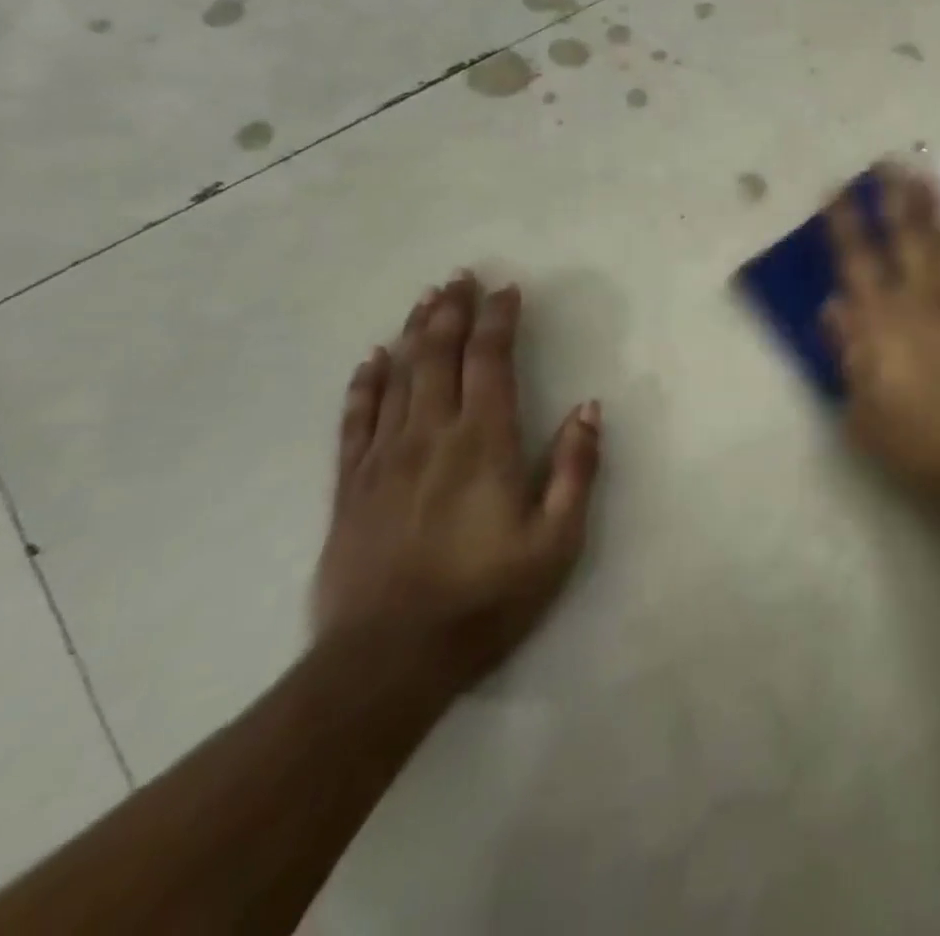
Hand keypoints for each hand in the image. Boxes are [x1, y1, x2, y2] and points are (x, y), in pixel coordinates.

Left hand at [313, 273, 600, 692]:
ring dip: (414, 333)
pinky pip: (355, 421)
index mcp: (483, 443)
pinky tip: (370, 360)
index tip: (508, 290)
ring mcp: (384, 459)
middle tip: (461, 276)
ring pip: (398, 377)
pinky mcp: (350, 487)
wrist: (386, 663)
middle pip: (439, 356)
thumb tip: (588, 408)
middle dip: (452, 312)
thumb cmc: (485, 598)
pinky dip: (364, 384)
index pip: (490, 363)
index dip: (499, 321)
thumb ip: (574, 468)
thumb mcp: (556, 540)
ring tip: (426, 299)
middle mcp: (431, 436)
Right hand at [825, 166, 939, 529]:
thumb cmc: (922, 443)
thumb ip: (847, 354)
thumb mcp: (864, 412)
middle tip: (889, 162)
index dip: (845, 223)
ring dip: (936, 207)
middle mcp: (923, 300)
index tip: (837, 190)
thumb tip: (833, 307)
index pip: (857, 260)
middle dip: (895, 197)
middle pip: (907, 236)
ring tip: (928, 175)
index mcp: (883, 322)